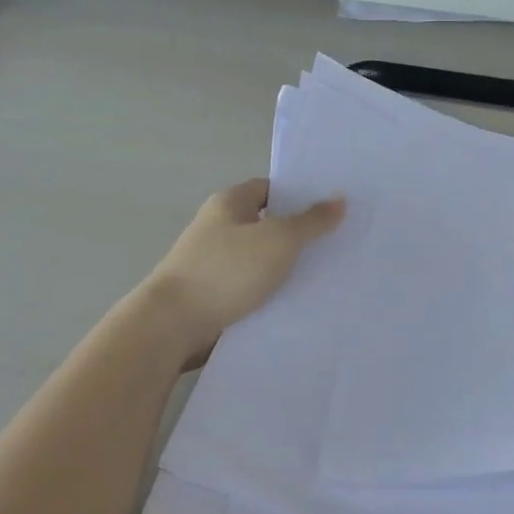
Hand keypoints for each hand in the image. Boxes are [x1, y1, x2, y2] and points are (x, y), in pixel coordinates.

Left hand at [139, 179, 343, 362]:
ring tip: (327, 274)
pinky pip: (252, 287)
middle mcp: (219, 228)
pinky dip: (272, 293)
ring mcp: (214, 263)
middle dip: (299, 234)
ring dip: (286, 267)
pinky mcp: (215, 296)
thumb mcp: (278, 240)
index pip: (270, 188)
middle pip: (267, 224)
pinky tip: (299, 301)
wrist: (173, 325)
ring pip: (261, 259)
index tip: (331, 208)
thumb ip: (311, 221)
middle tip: (338, 242)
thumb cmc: (226, 270)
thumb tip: (339, 199)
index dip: (300, 195)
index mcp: (229, 203)